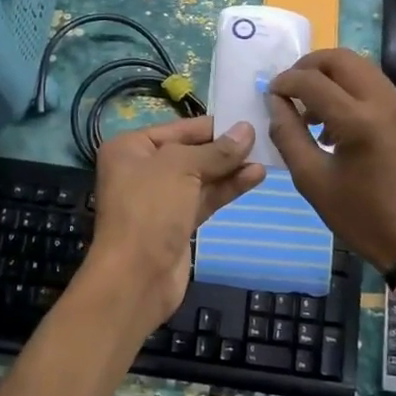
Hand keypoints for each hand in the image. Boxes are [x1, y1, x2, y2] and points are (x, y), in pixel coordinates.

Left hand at [75, 116, 265, 333]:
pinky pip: (205, 198)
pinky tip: (254, 177)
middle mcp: (142, 170)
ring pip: (201, 177)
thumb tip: (247, 130)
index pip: (178, 128)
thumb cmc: (150, 208)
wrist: (136, 277)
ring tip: (265, 157)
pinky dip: (228, 188)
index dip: (212, 125)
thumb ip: (217, 151)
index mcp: (130, 148)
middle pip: (190, 152)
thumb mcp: (182, 168)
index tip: (246, 119)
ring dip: (231, 168)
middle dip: (224, 147)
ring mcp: (160, 199)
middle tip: (262, 137)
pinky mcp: (177, 223)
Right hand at [267, 48, 395, 273]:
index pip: (312, 81)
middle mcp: (383, 101)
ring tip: (310, 105)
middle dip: (308, 66)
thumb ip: (288, 136)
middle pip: (340, 58)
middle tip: (289, 89)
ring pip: (359, 66)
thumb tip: (275, 104)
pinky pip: (373, 83)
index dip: (284, 82)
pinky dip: (348, 86)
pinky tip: (334, 118)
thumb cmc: (363, 217)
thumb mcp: (313, 181)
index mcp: (358, 121)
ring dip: (329, 75)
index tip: (269, 95)